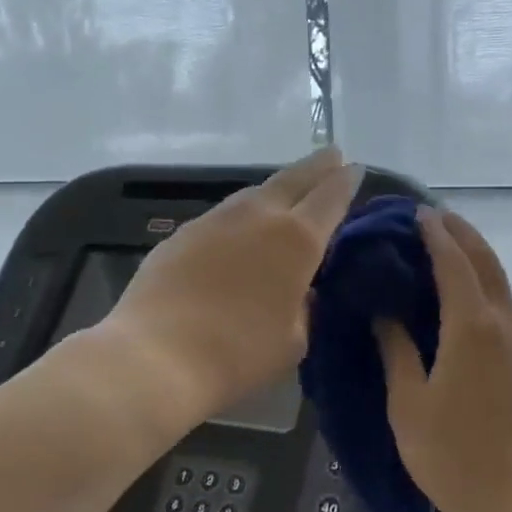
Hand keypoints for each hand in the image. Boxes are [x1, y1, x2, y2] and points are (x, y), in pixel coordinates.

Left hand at [107, 148, 362, 422]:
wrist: (157, 357)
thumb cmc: (238, 354)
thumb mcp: (293, 341)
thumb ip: (305, 309)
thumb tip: (302, 292)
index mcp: (297, 239)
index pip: (331, 197)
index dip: (346, 182)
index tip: (355, 168)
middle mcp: (258, 217)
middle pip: (293, 179)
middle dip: (317, 166)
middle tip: (332, 154)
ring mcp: (215, 221)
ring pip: (254, 192)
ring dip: (277, 187)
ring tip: (288, 189)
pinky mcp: (182, 234)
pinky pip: (224, 214)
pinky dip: (243, 212)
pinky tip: (241, 228)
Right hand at [376, 208, 511, 511]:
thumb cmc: (453, 455)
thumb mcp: (409, 403)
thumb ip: (397, 350)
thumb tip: (385, 312)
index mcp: (472, 325)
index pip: (453, 262)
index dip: (435, 234)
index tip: (415, 213)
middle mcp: (503, 322)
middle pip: (486, 261)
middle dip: (461, 233)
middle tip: (432, 218)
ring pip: (500, 281)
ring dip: (475, 255)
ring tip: (446, 245)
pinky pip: (504, 304)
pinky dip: (484, 282)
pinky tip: (464, 293)